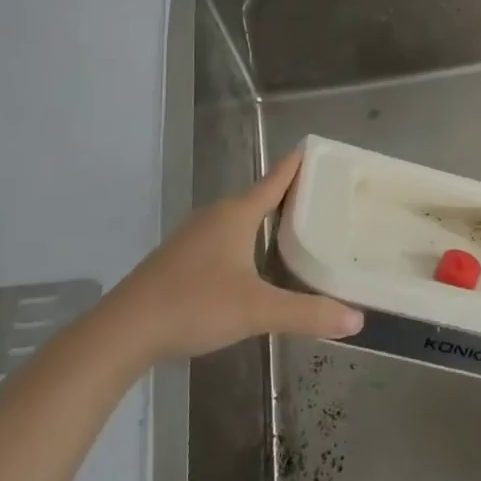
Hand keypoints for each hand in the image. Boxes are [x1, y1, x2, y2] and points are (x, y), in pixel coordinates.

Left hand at [111, 150, 362, 363]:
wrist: (124, 330)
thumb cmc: (194, 305)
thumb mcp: (257, 311)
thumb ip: (307, 313)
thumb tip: (356, 320)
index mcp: (236, 215)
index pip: (275, 180)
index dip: (297, 165)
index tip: (318, 150)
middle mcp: (216, 216)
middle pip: (259, 197)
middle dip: (289, 196)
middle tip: (323, 199)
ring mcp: (194, 236)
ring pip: (239, 219)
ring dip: (266, 220)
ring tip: (296, 230)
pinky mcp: (180, 258)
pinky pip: (224, 237)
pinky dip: (246, 240)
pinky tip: (253, 263)